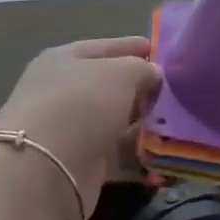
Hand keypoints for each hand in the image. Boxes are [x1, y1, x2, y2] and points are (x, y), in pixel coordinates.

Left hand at [0, 37, 160, 218]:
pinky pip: (115, 152)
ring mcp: (69, 129)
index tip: (164, 54)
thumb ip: (142, 68)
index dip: (135, 48)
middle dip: (142, 89)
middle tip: (176, 92)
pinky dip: (136, 152)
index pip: (106, 47)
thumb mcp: (120, 73)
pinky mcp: (79, 163)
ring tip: (176, 123)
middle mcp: (62, 91)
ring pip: (113, 120)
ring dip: (141, 122)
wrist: (43, 171)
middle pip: (110, 86)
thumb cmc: (81, 105)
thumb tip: (153, 74)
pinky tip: (162, 151)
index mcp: (64, 60)